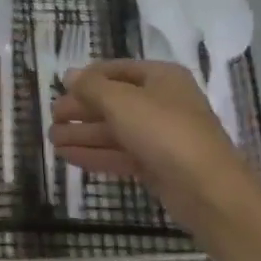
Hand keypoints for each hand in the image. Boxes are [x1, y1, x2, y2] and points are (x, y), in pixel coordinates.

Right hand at [50, 59, 260, 231]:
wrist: (208, 191)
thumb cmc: (164, 132)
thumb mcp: (120, 101)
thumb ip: (90, 86)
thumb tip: (69, 74)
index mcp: (161, 78)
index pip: (115, 70)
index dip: (86, 77)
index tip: (60, 88)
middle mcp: (162, 103)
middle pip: (113, 101)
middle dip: (81, 110)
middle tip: (52, 117)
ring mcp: (161, 136)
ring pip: (114, 130)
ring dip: (82, 134)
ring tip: (52, 140)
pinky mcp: (157, 165)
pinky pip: (120, 153)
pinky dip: (94, 154)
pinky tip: (67, 156)